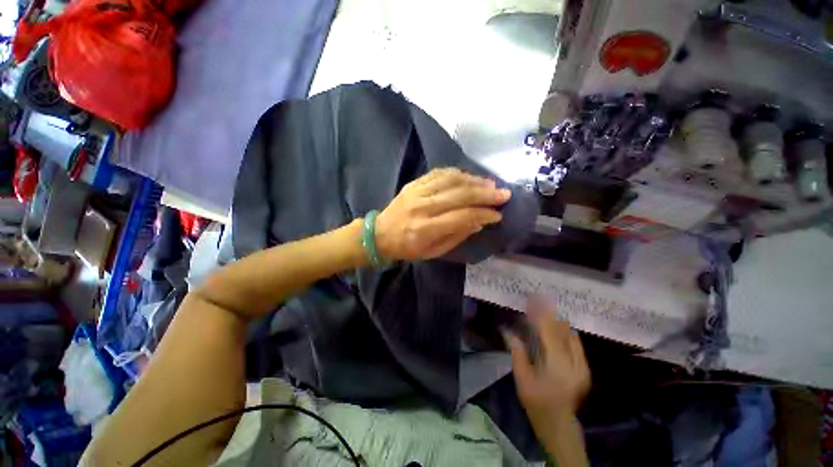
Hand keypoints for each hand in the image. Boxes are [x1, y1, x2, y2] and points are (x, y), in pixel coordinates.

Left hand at [375, 168, 511, 260]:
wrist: (380, 234)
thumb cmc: (407, 248)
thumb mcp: (433, 252)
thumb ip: (456, 236)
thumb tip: (479, 222)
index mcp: (426, 229)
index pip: (461, 217)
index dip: (483, 214)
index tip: (498, 215)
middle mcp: (422, 207)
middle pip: (459, 195)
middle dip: (485, 194)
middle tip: (503, 194)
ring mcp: (417, 192)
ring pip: (451, 180)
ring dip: (474, 181)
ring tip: (491, 184)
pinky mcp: (414, 183)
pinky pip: (439, 173)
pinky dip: (457, 173)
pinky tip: (469, 177)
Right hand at [505, 299, 590, 433]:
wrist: (560, 425)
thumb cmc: (537, 404)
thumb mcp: (522, 381)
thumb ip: (517, 354)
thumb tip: (509, 332)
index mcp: (557, 366)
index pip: (548, 332)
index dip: (540, 313)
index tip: (533, 298)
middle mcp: (574, 363)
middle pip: (561, 330)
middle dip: (548, 313)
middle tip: (536, 300)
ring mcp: (582, 366)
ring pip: (570, 334)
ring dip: (556, 321)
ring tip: (544, 310)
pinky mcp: (585, 368)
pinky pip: (575, 343)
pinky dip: (564, 332)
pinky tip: (555, 327)